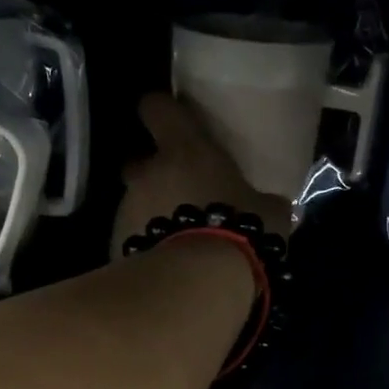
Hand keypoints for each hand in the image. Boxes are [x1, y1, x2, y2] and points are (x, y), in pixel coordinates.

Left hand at [112, 94, 291, 261]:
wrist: (199, 281)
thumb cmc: (240, 230)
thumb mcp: (269, 213)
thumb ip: (264, 202)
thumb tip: (271, 206)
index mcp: (184, 149)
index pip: (157, 108)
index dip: (161, 111)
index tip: (169, 119)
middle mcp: (147, 172)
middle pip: (138, 162)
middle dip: (152, 175)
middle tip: (178, 194)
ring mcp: (127, 208)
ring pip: (133, 203)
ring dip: (150, 215)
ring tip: (176, 240)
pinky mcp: (116, 244)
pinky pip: (131, 239)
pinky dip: (143, 247)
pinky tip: (164, 266)